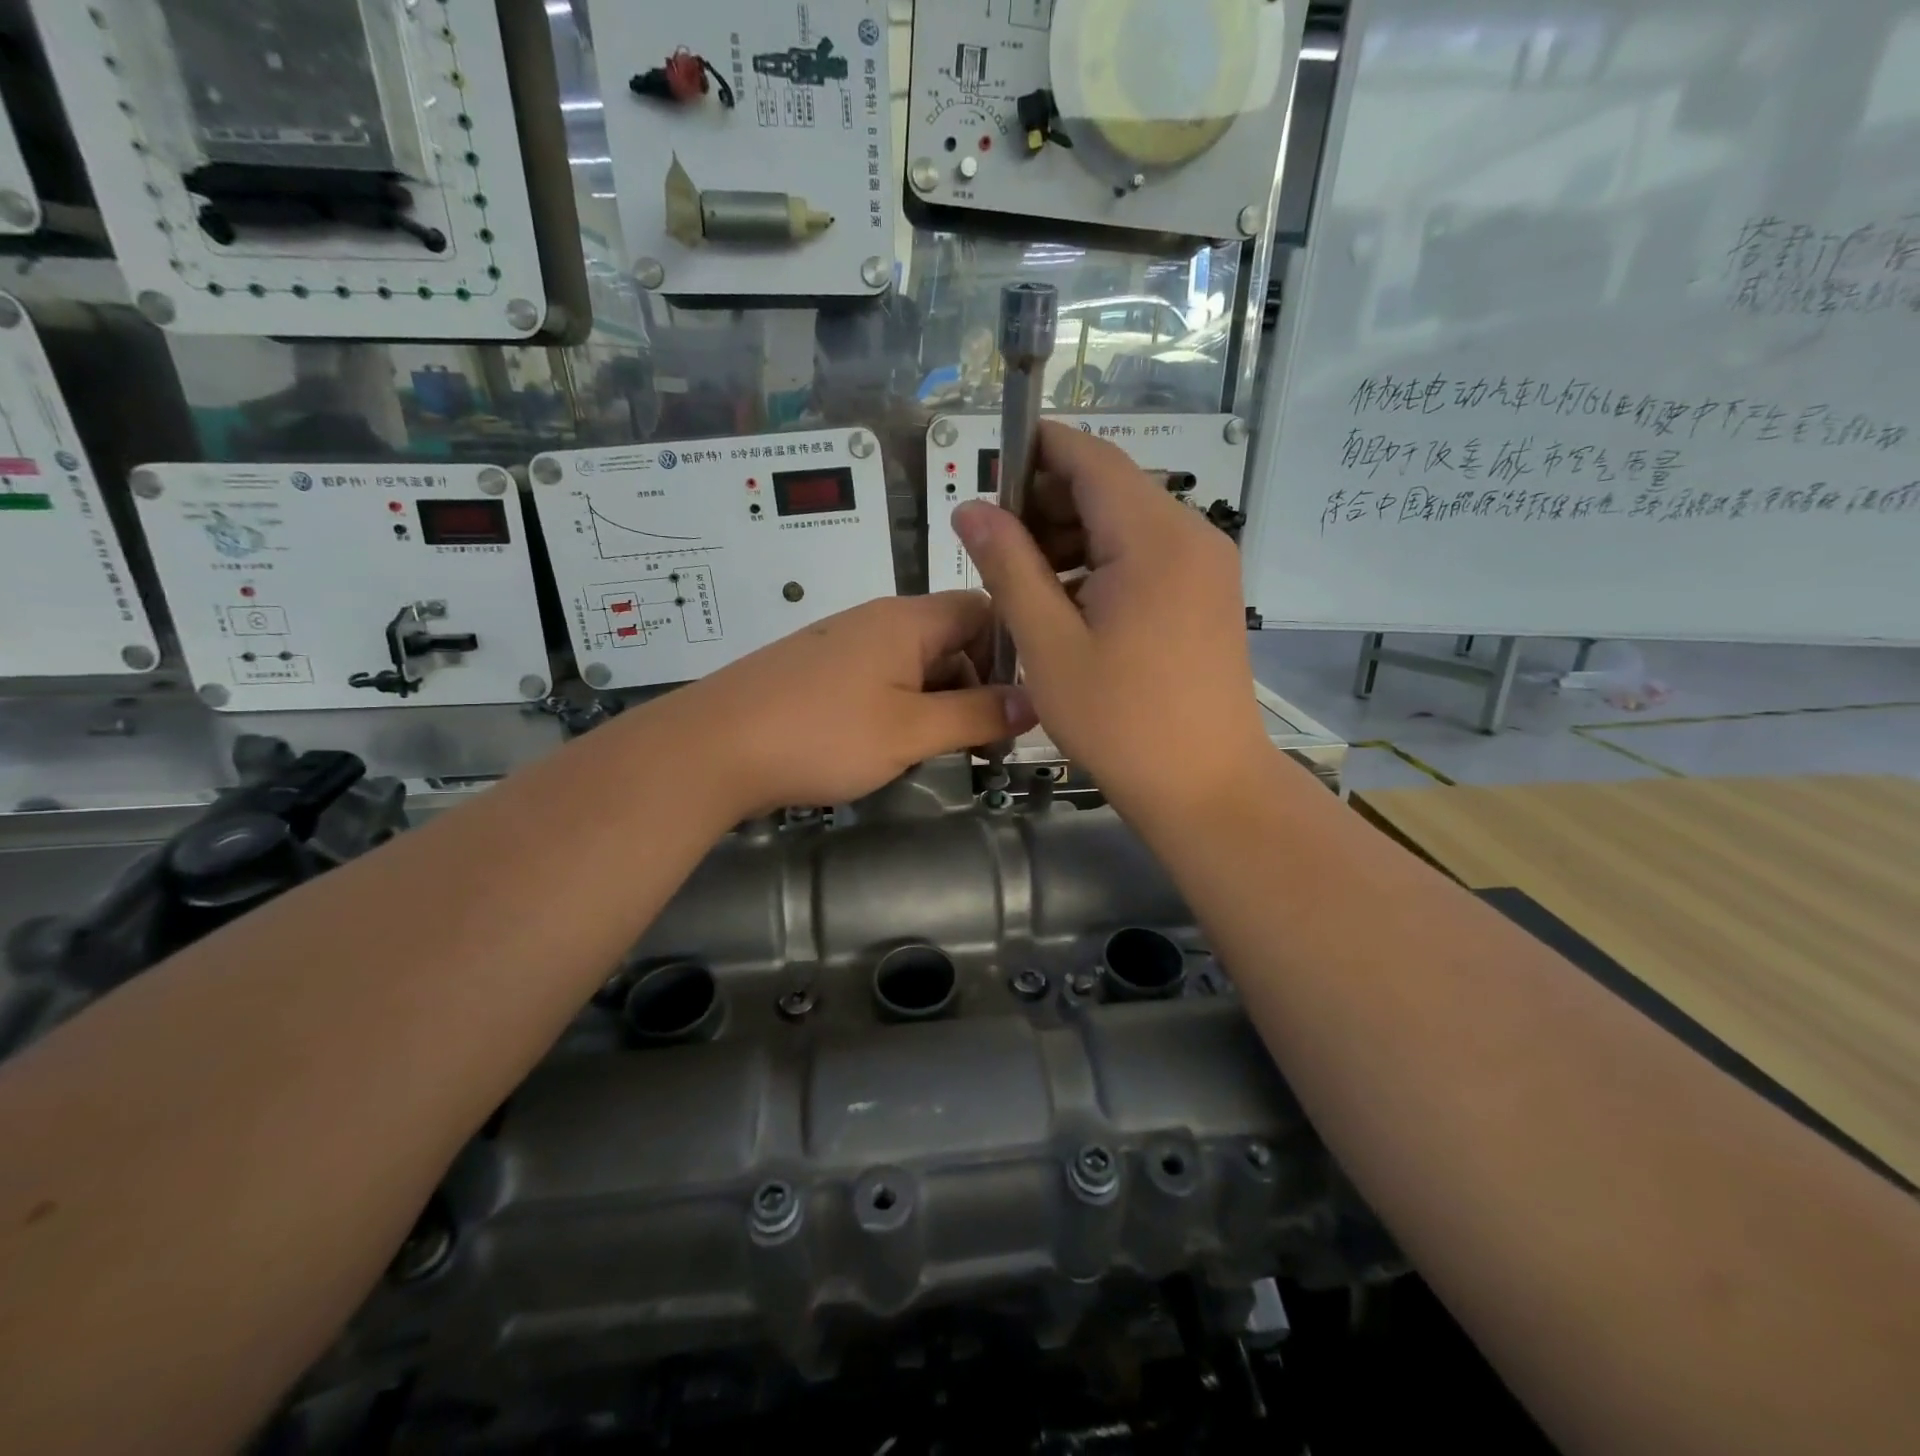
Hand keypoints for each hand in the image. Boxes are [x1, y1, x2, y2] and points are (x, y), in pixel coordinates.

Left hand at [661, 593, 1036, 817]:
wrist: (711, 749)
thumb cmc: (821, 734)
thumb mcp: (911, 730)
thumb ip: (976, 715)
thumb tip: (1033, 702)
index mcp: (907, 620)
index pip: (982, 610)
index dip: (1010, 651)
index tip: (1021, 702)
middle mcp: (876, 621)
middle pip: (950, 640)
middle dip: (975, 687)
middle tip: (985, 742)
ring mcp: (842, 646)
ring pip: (914, 666)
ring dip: (937, 704)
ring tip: (941, 751)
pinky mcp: (817, 673)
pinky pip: (878, 681)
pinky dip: (899, 709)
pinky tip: (890, 746)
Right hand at [952, 421, 1269, 822]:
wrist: (1207, 787)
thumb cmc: (1121, 722)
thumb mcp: (1048, 645)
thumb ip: (1008, 567)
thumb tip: (971, 508)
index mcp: (1154, 538)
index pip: (1090, 459)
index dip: (1035, 453)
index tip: (988, 481)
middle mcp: (1192, 535)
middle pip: (1110, 488)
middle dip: (1048, 504)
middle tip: (996, 549)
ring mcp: (1207, 565)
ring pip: (1127, 523)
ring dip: (1072, 538)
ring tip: (1026, 585)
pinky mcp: (1208, 594)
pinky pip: (1147, 556)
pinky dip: (1103, 564)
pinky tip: (1069, 605)